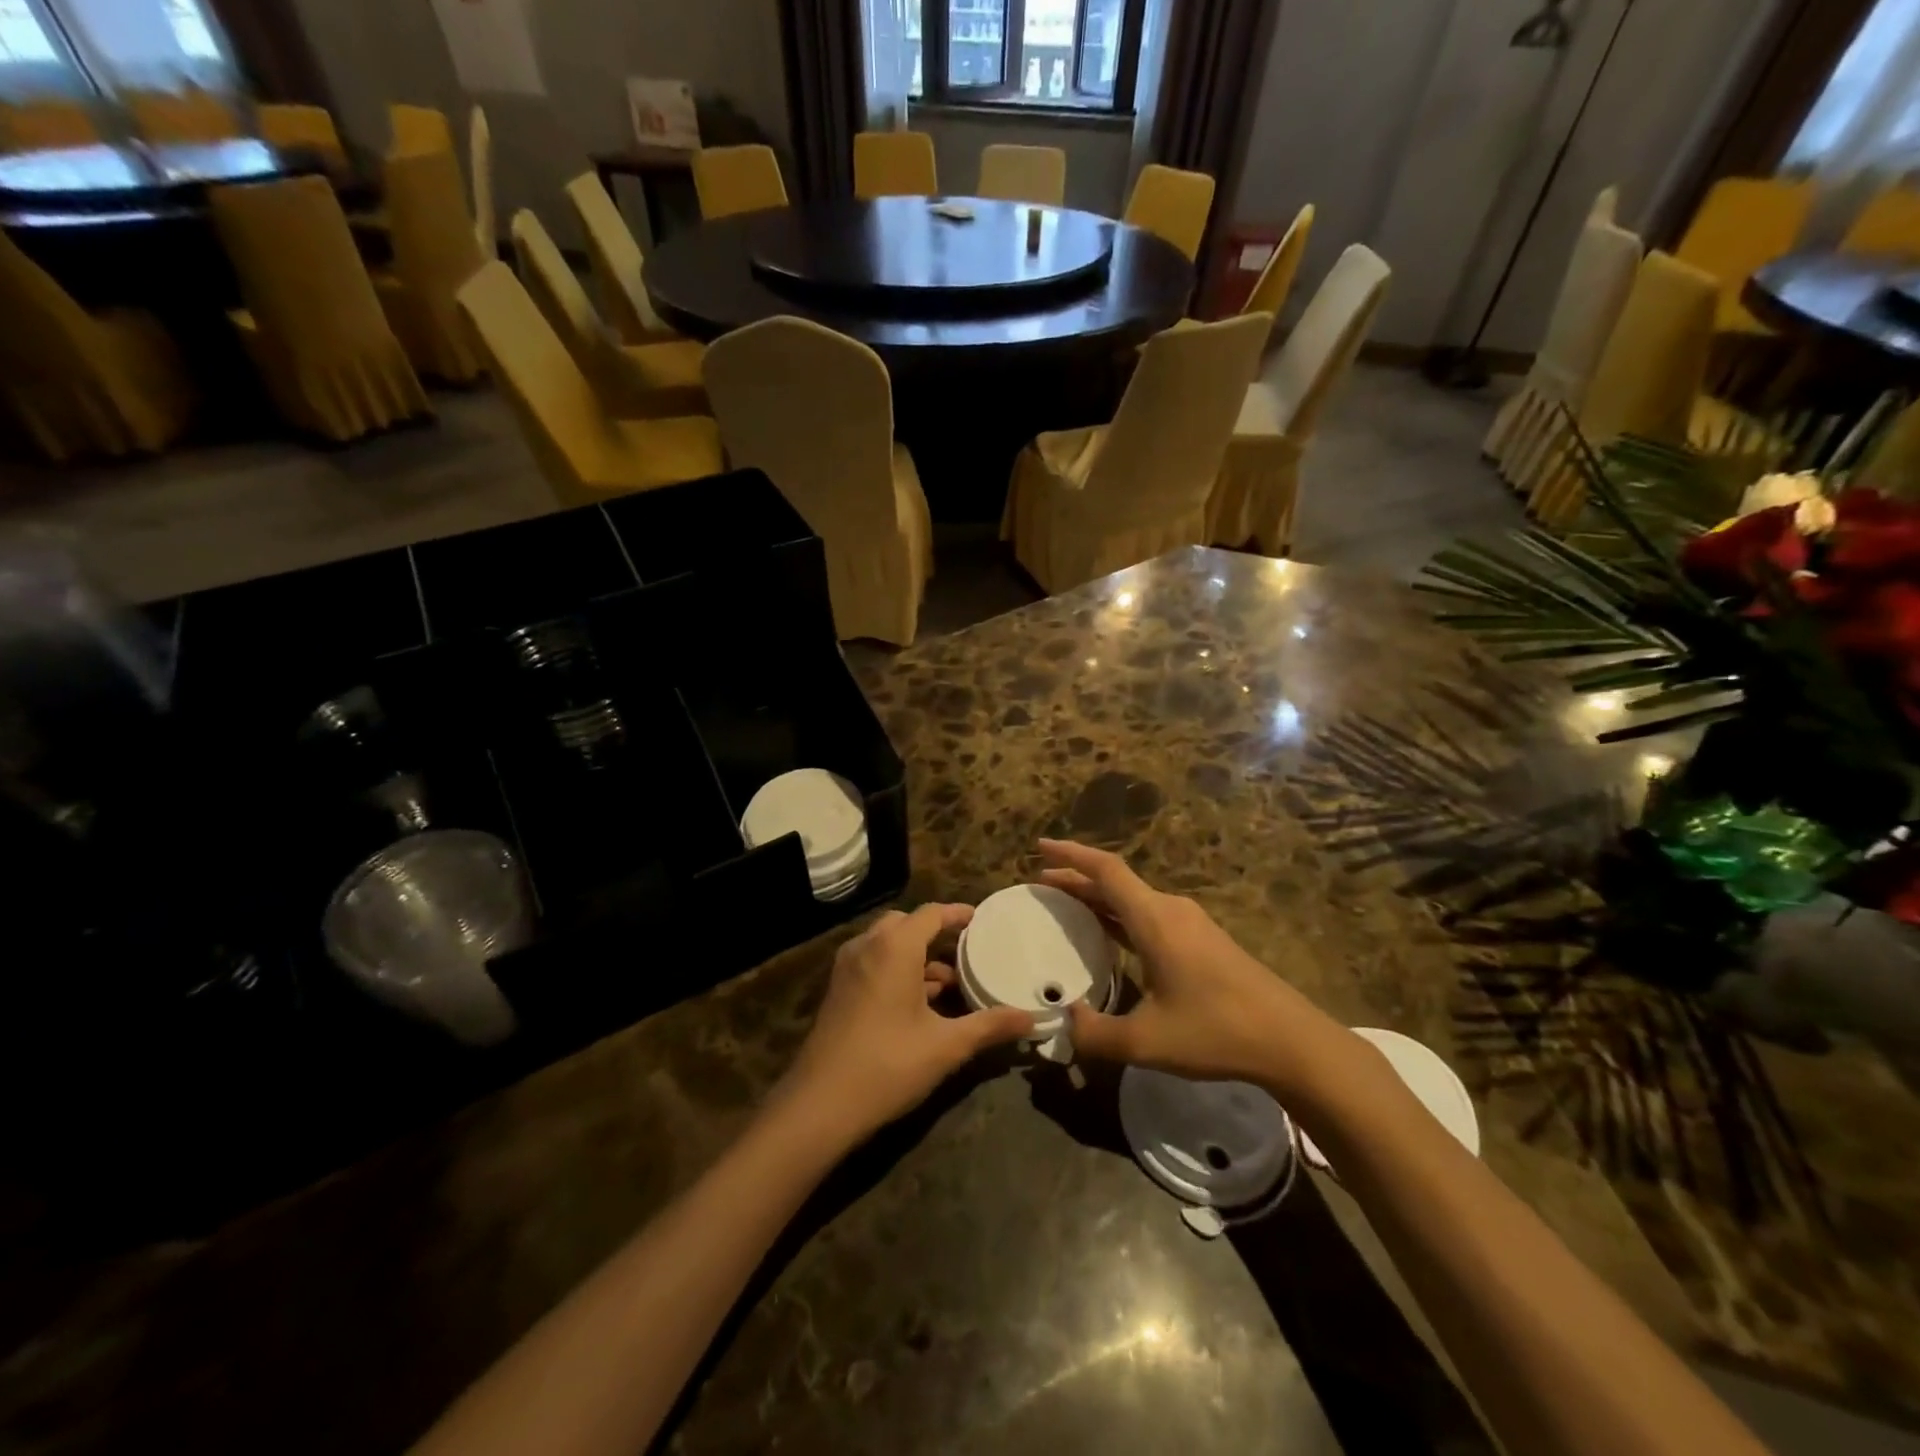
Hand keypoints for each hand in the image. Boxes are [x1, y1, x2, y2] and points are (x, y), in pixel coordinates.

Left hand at [777, 904, 1034, 1143]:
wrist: (819, 1105)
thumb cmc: (888, 1065)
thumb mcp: (946, 1046)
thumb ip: (990, 1026)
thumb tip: (1032, 1019)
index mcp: (894, 947)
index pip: (931, 913)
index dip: (957, 914)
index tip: (981, 919)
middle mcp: (867, 946)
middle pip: (906, 924)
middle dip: (935, 933)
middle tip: (966, 950)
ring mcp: (847, 968)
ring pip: (887, 945)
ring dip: (916, 956)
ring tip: (949, 983)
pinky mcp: (838, 991)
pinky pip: (873, 963)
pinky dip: (897, 970)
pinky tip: (918, 1004)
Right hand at [1039, 839, 1350, 1097]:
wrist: (1291, 1041)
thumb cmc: (1217, 1031)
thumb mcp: (1147, 1041)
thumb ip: (1096, 1034)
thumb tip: (1065, 1021)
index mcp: (1155, 919)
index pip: (1105, 870)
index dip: (1070, 855)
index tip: (1040, 846)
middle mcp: (1171, 910)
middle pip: (1116, 882)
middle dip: (1077, 878)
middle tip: (1041, 884)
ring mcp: (1190, 924)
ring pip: (1133, 899)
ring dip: (1099, 898)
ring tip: (1067, 906)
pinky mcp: (1202, 941)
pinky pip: (1149, 915)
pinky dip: (1120, 916)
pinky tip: (1110, 935)